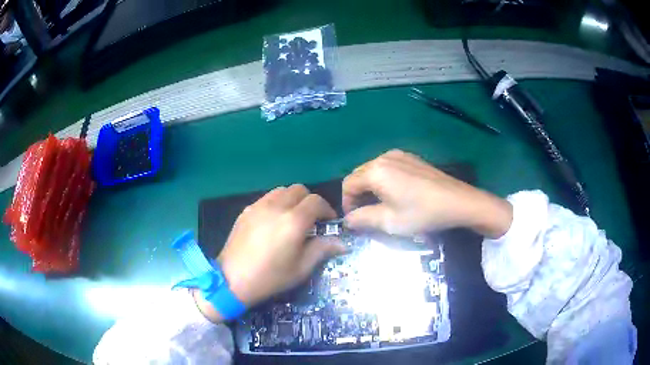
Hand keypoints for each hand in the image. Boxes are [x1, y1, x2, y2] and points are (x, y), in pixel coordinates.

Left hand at [194, 184, 344, 321]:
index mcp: (293, 221)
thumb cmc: (271, 277)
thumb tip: (343, 243)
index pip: (316, 201)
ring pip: (282, 190)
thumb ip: (323, 250)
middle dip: (310, 201)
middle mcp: (277, 207)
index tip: (328, 222)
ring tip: (292, 218)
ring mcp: (258, 206)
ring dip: (292, 199)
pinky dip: (276, 203)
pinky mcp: (246, 210)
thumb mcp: (301, 268)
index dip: (327, 209)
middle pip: (300, 190)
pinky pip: (266, 198)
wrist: (232, 280)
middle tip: (311, 219)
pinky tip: (273, 222)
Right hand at [342, 149, 511, 237]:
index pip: (348, 184)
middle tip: (365, 214)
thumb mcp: (389, 221)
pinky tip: (396, 192)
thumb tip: (347, 219)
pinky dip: (383, 179)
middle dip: (357, 194)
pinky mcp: (411, 157)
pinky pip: (388, 167)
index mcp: (375, 171)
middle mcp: (383, 157)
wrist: (457, 201)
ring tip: (380, 204)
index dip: (347, 203)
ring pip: (373, 170)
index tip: (354, 219)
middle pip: (359, 175)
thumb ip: (362, 219)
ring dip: (370, 186)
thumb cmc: (422, 213)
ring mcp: (399, 155)